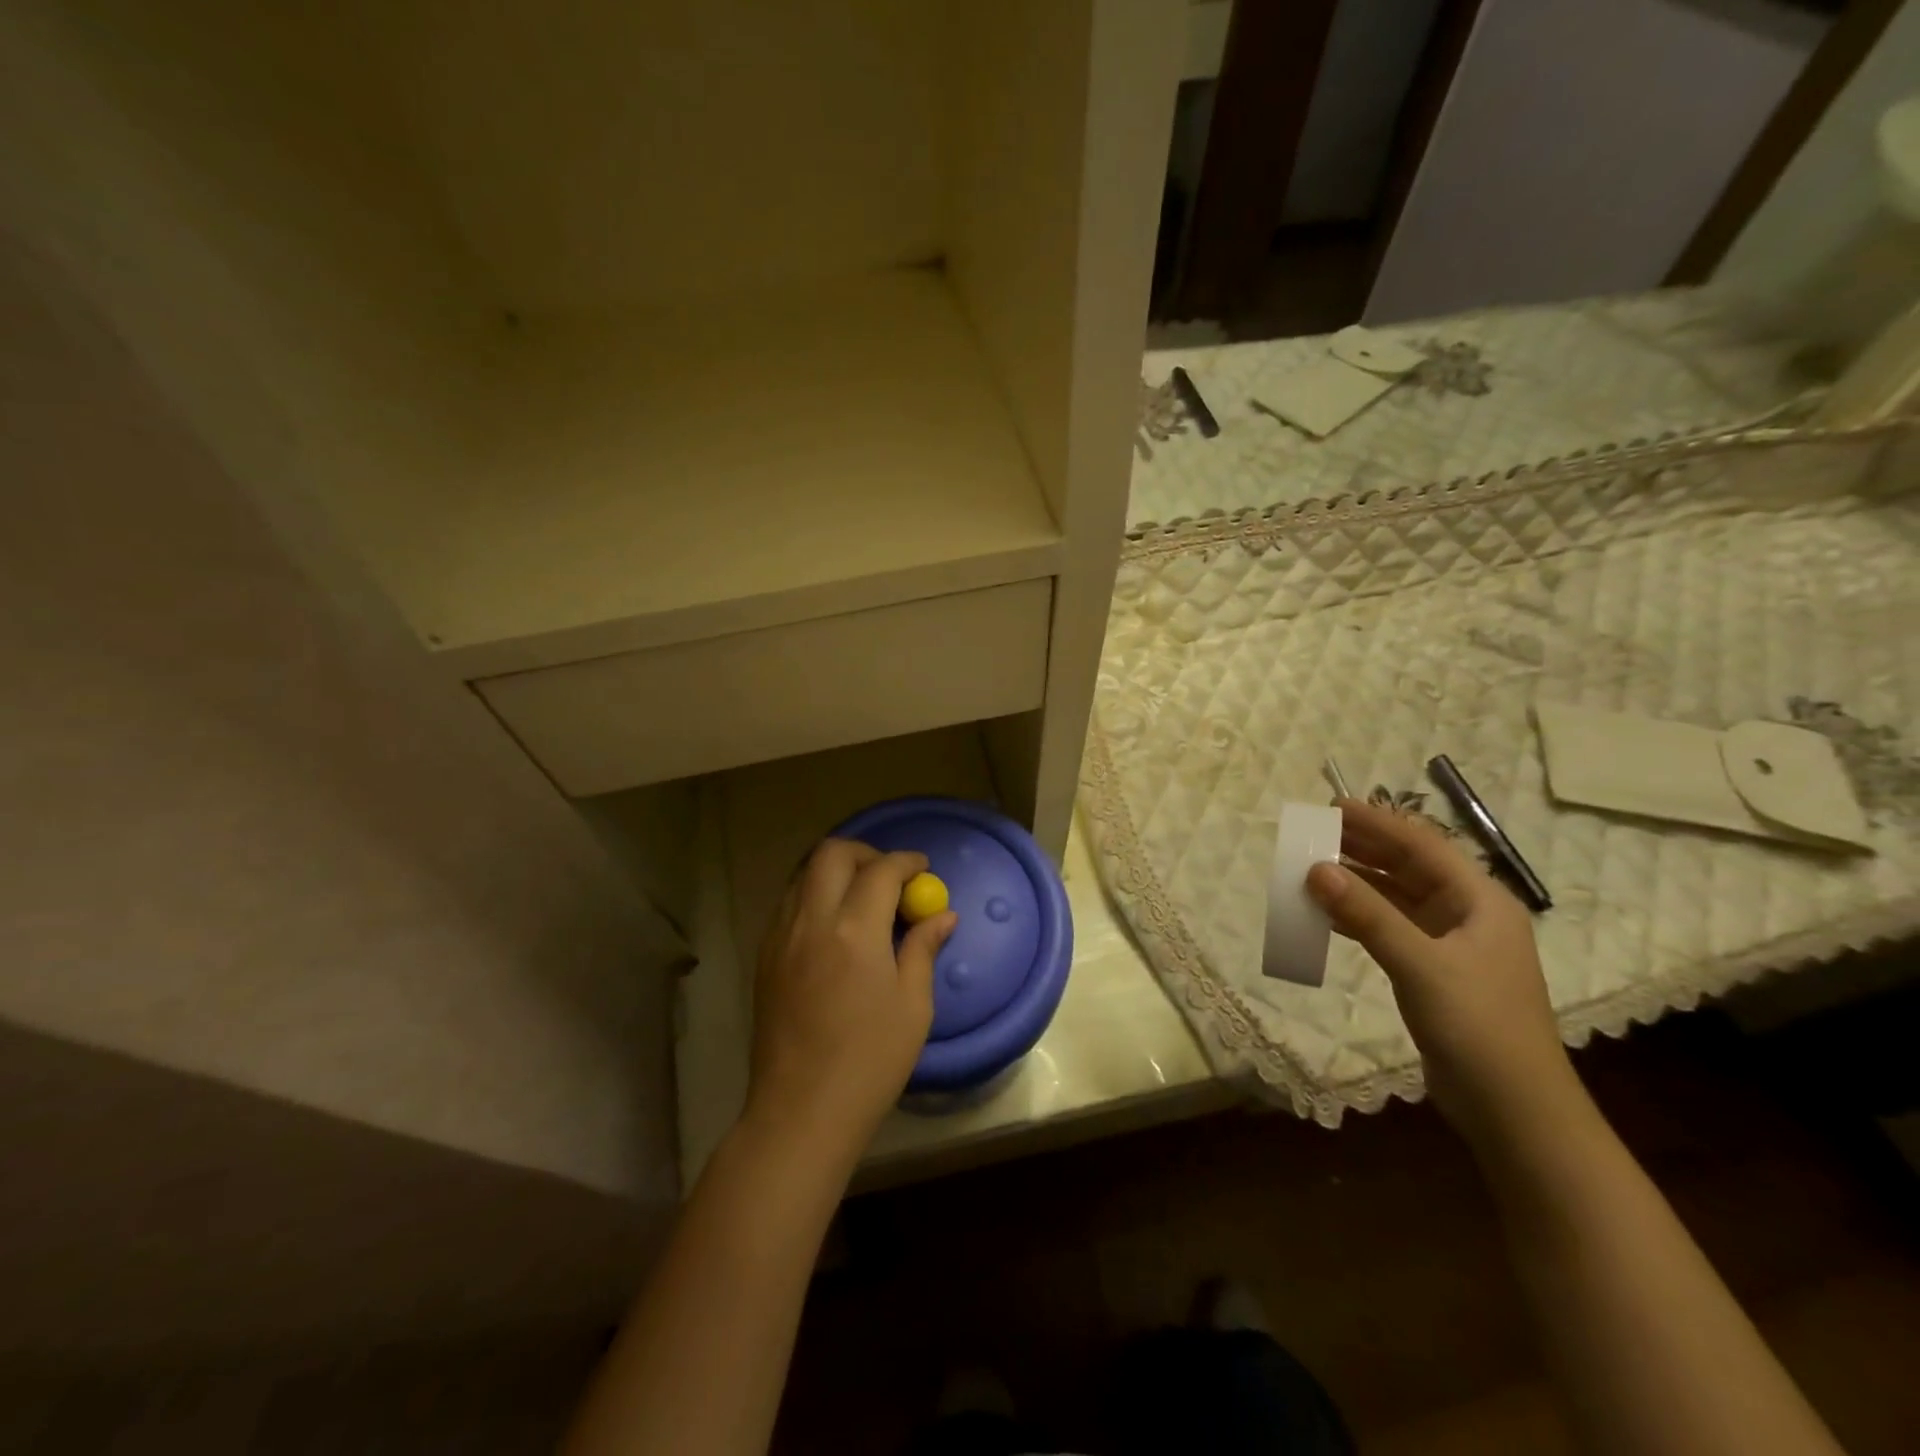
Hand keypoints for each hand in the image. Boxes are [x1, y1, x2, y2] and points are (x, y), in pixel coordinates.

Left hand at [745, 838, 956, 1162]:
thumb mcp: (913, 1006)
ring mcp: (780, 936)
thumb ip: (923, 949)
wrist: (800, 1112)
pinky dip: (814, 895)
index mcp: (855, 930)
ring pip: (804, 873)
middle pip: (832, 854)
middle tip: (890, 877)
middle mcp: (811, 920)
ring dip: (836, 871)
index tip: (922, 870)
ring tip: (862, 898)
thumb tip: (942, 915)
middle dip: (866, 853)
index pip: (881, 870)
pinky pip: (789, 903)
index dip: (906, 862)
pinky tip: (834, 926)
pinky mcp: (764, 956)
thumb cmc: (870, 1061)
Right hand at [1306, 798, 1575, 1148]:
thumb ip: (1368, 914)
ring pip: (1397, 898)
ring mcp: (1452, 946)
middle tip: (1316, 832)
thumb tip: (1315, 868)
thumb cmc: (1478, 1027)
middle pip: (1410, 868)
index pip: (1423, 847)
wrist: (1515, 1111)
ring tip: (1313, 867)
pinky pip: (1390, 929)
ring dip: (1358, 883)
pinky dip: (1360, 917)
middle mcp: (1468, 916)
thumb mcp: (1420, 964)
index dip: (1378, 823)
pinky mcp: (1435, 973)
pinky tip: (1327, 915)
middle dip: (1364, 848)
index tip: (1333, 806)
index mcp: (1481, 902)